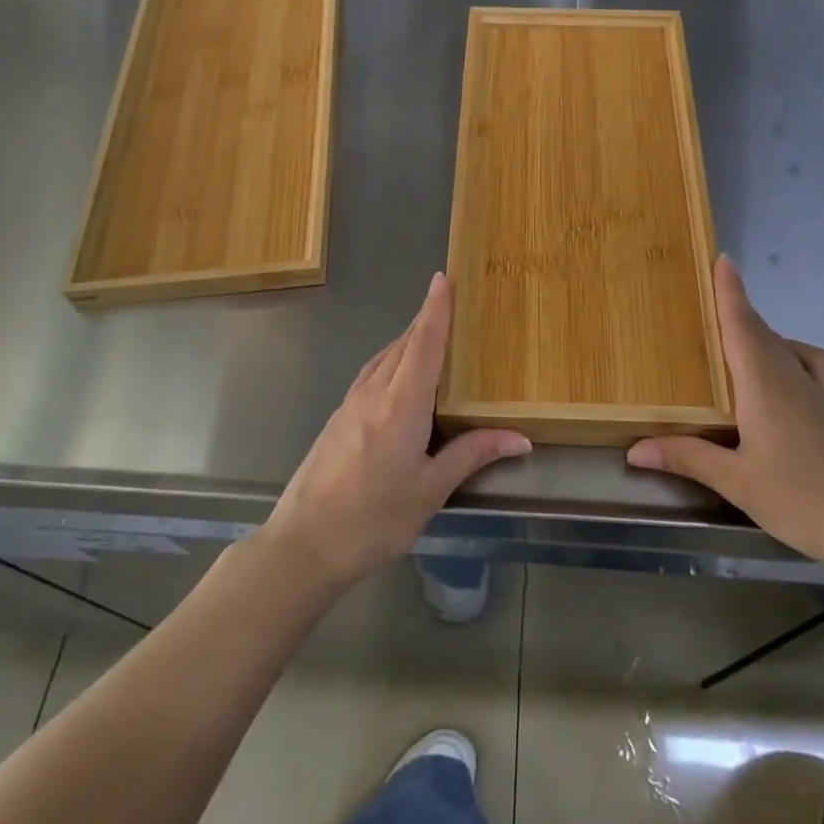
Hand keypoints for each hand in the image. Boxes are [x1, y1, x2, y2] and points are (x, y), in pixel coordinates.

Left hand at [263, 273, 530, 589]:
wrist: (303, 545)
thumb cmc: (373, 519)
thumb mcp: (429, 490)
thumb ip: (471, 455)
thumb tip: (520, 438)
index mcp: (400, 406)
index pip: (423, 345)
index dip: (435, 310)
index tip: (443, 278)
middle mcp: (373, 394)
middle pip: (402, 345)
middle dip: (425, 321)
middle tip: (449, 303)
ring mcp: (350, 405)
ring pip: (383, 358)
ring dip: (406, 341)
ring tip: (429, 335)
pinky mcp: (337, 419)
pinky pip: (370, 375)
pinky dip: (390, 362)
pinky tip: (397, 378)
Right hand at [626, 256, 823, 575]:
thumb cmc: (803, 498)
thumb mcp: (736, 482)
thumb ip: (686, 457)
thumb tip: (634, 449)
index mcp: (763, 384)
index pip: (742, 325)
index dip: (731, 291)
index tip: (722, 258)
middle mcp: (791, 378)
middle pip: (761, 332)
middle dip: (736, 310)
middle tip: (705, 300)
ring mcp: (818, 394)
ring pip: (783, 347)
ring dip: (759, 333)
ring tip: (733, 340)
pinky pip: (810, 366)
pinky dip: (793, 355)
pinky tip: (784, 373)